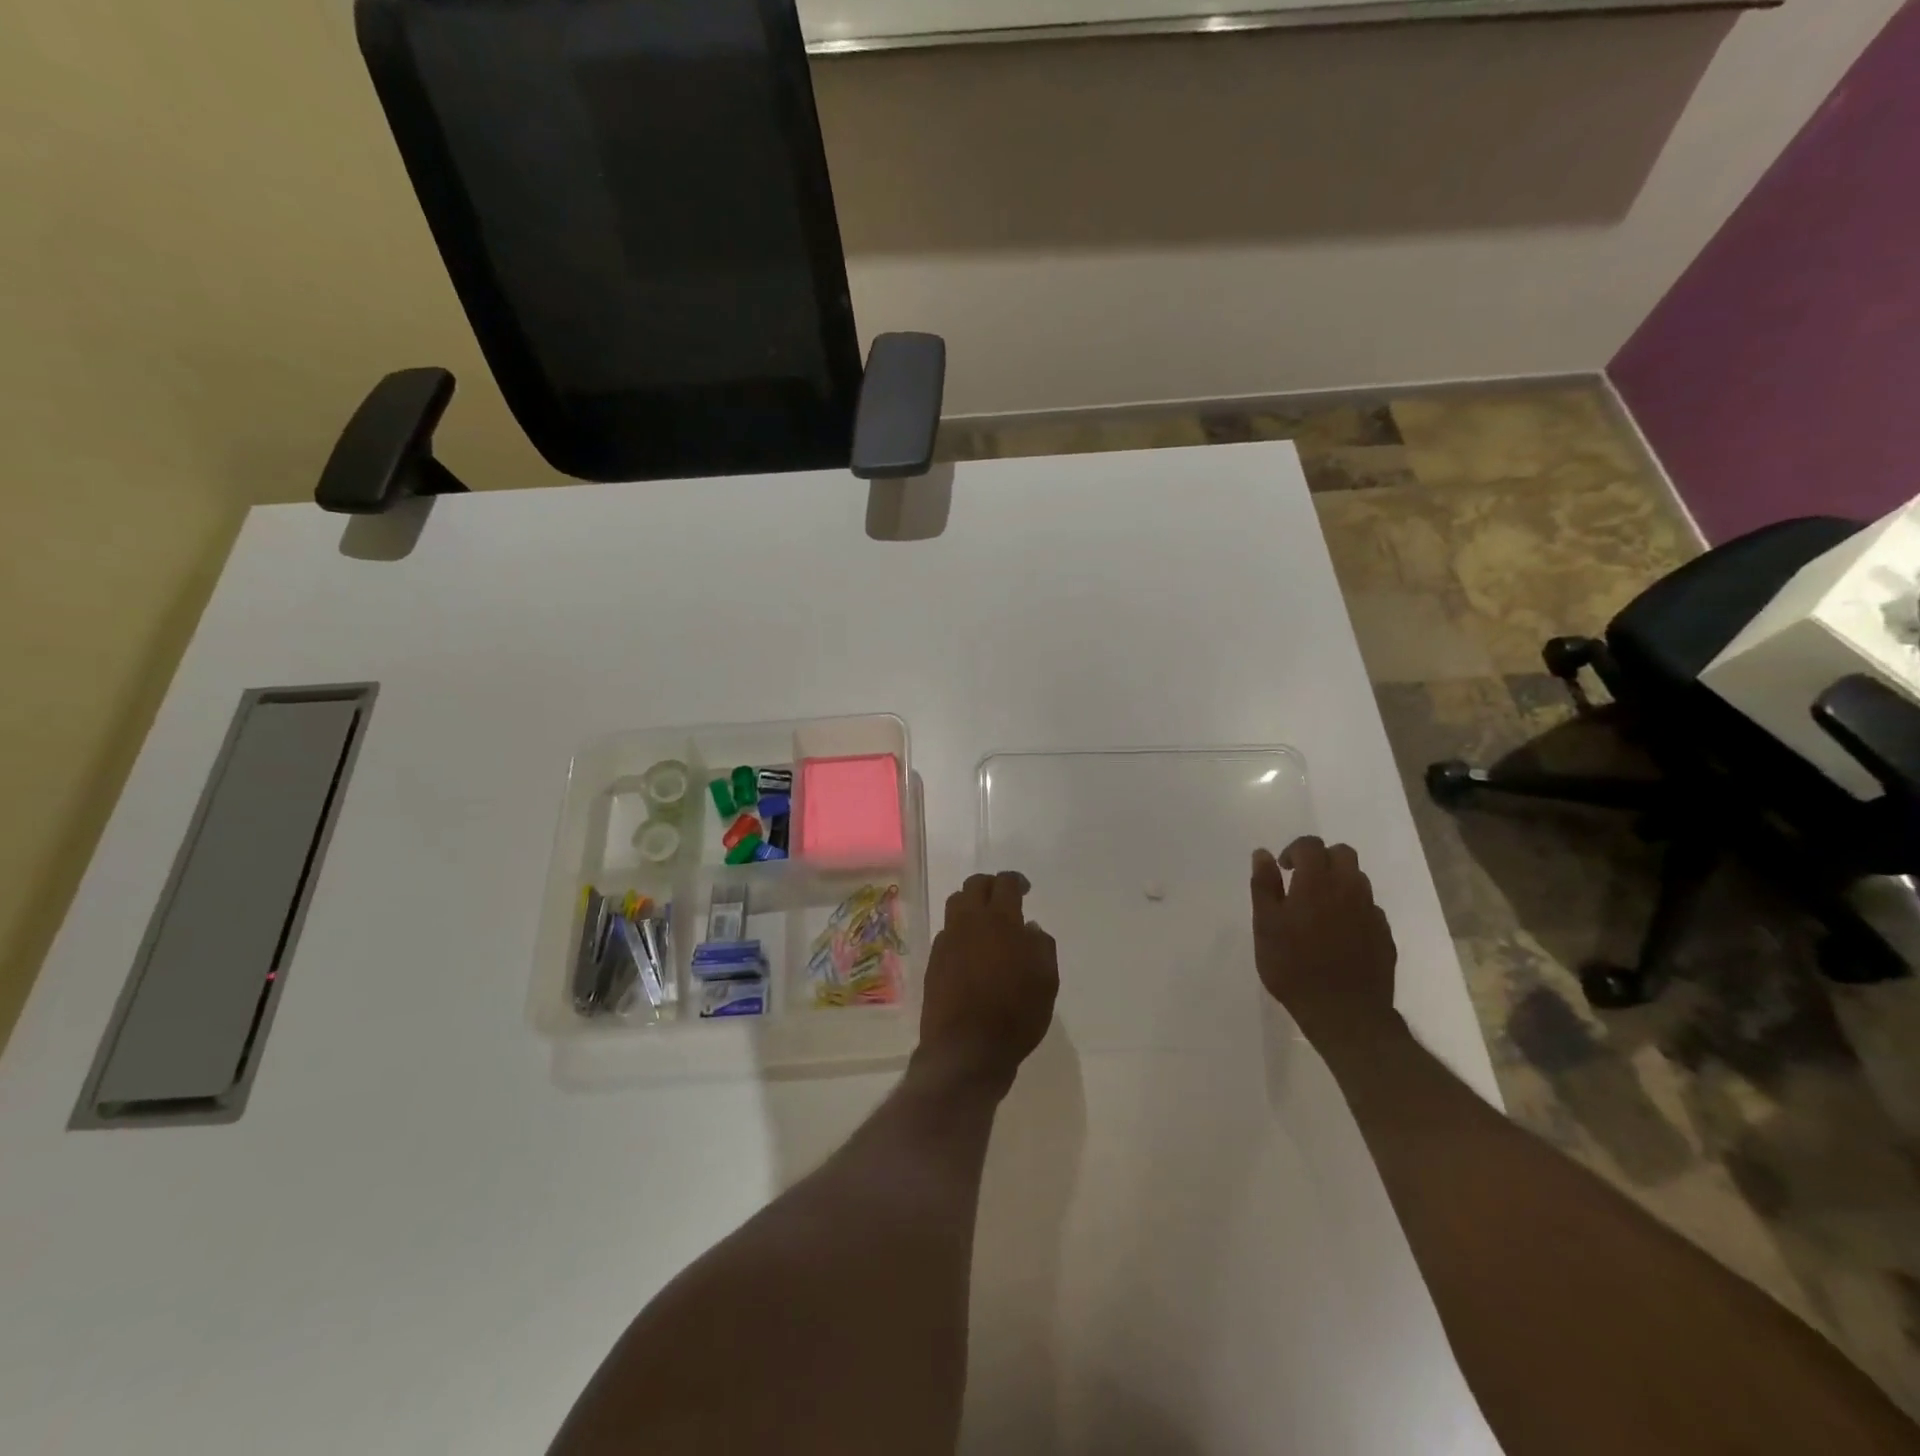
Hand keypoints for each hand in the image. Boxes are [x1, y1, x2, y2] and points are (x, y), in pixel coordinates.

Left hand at [915, 872, 1058, 1092]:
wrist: (966, 1049)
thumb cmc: (1015, 1013)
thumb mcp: (1046, 981)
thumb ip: (1041, 946)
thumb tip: (1029, 928)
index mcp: (1000, 920)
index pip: (1005, 884)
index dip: (1016, 881)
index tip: (1024, 889)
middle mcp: (969, 922)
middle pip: (974, 886)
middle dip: (990, 885)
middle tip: (1004, 898)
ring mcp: (947, 941)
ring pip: (956, 905)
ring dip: (971, 904)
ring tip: (985, 921)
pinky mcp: (934, 961)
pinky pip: (947, 933)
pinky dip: (960, 931)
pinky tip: (971, 950)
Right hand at [1251, 837, 1400, 1058]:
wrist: (1344, 1012)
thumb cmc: (1294, 965)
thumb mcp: (1265, 925)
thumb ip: (1264, 885)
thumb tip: (1263, 854)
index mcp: (1318, 881)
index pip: (1310, 845)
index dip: (1294, 850)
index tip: (1281, 869)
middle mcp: (1350, 889)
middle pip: (1343, 854)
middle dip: (1321, 859)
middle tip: (1301, 882)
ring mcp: (1372, 912)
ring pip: (1359, 880)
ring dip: (1338, 883)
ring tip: (1318, 909)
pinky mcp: (1385, 935)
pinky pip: (1369, 909)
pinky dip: (1353, 910)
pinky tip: (1337, 934)